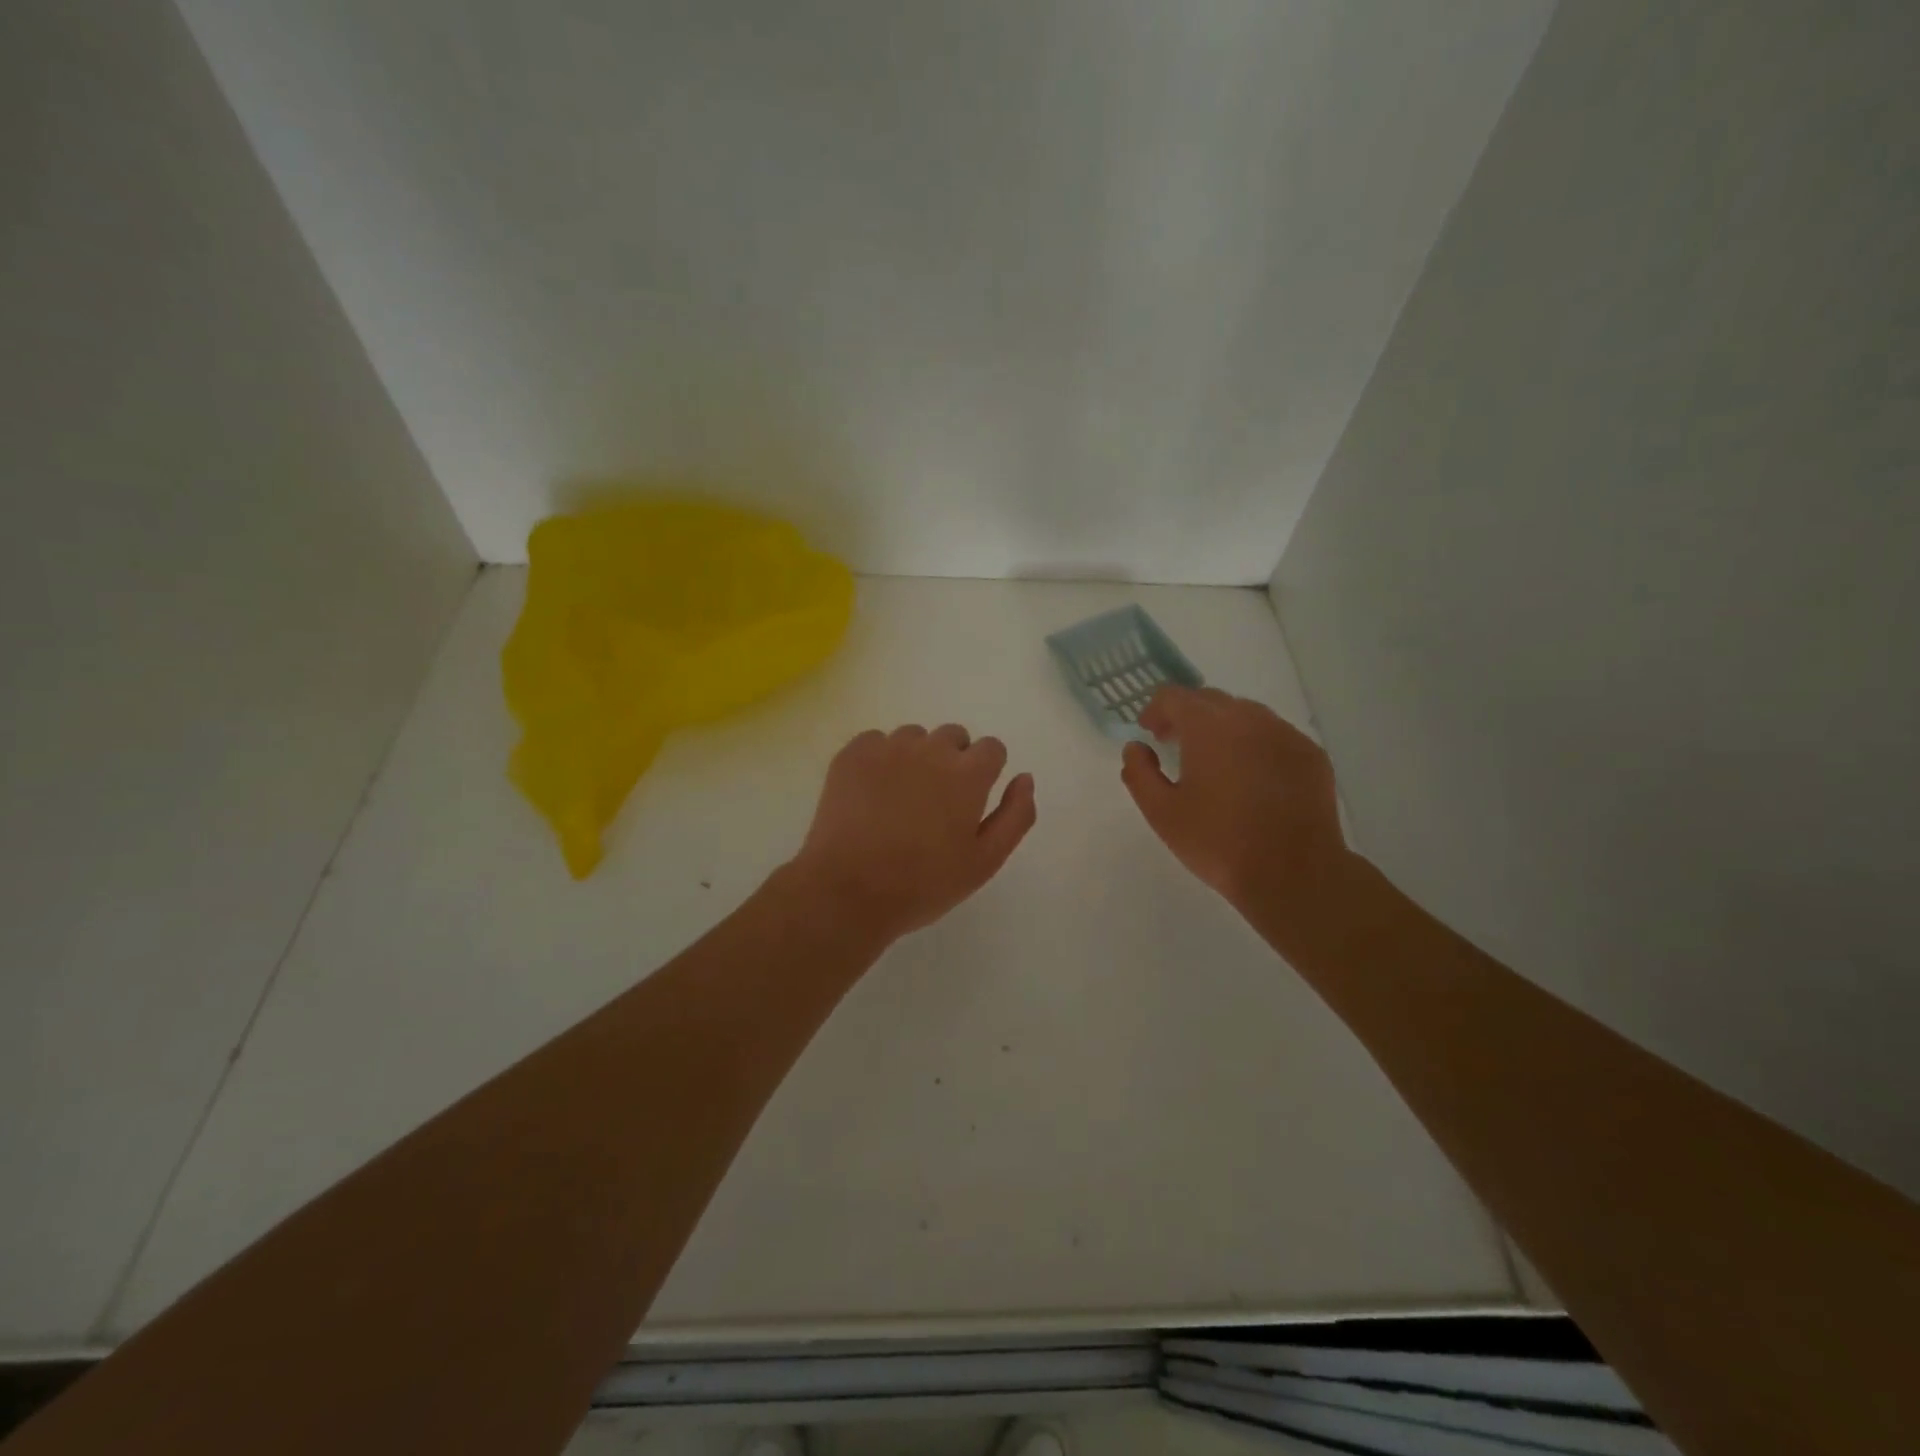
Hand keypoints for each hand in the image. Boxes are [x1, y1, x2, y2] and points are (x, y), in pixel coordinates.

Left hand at [791, 724, 1036, 942]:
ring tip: (900, 800)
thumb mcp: (985, 862)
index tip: (971, 800)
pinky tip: (871, 795)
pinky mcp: (852, 754)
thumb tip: (1024, 778)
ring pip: (914, 737)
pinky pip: (876, 741)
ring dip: (916, 758)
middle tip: (936, 804)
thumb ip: (1015, 816)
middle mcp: (931, 749)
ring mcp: (888, 747)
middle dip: (953, 761)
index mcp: (968, 774)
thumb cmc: (923, 883)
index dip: (986, 772)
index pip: (992, 747)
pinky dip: (880, 760)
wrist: (847, 891)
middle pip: (953, 736)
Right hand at [1120, 687, 1350, 916]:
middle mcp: (1250, 718)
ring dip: (1222, 727)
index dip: (1155, 710)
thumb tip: (1136, 748)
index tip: (1150, 734)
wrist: (1293, 874)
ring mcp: (1285, 733)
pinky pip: (1274, 734)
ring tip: (1215, 762)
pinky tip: (1251, 778)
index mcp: (1209, 726)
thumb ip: (1139, 773)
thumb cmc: (1218, 842)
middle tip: (1176, 746)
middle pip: (1210, 699)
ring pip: (1245, 714)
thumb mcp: (1161, 813)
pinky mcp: (1310, 754)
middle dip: (1187, 716)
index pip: (1174, 696)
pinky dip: (1254, 744)